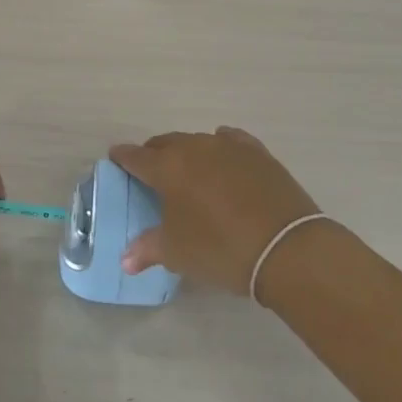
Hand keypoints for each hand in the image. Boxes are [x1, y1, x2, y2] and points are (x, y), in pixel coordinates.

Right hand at [110, 127, 321, 293]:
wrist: (286, 247)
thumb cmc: (221, 249)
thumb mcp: (178, 253)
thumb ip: (148, 249)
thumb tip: (125, 260)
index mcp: (167, 168)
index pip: (135, 156)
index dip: (123, 157)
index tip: (115, 158)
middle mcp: (194, 148)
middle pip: (165, 144)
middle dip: (154, 155)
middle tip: (151, 172)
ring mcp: (228, 146)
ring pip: (197, 141)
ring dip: (187, 153)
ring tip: (189, 172)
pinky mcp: (257, 152)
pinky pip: (230, 141)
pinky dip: (221, 148)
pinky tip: (223, 159)